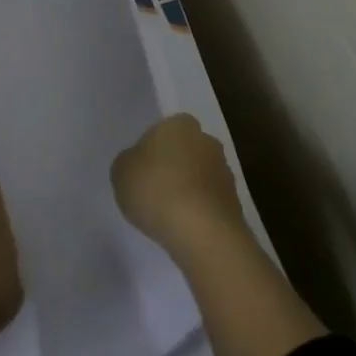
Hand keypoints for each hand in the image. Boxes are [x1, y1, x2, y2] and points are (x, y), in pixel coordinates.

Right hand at [112, 113, 247, 258]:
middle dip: (173, 166)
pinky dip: (198, 210)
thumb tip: (139, 163)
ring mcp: (225, 171)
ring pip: (199, 175)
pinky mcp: (234, 201)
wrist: (202, 231)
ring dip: (187, 189)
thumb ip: (128, 162)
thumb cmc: (155, 189)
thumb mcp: (121, 172)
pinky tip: (184, 227)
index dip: (151, 148)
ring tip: (168, 214)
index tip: (141, 170)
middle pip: (185, 150)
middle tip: (153, 190)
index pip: (164, 129)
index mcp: (180, 124)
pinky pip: (208, 201)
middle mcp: (207, 140)